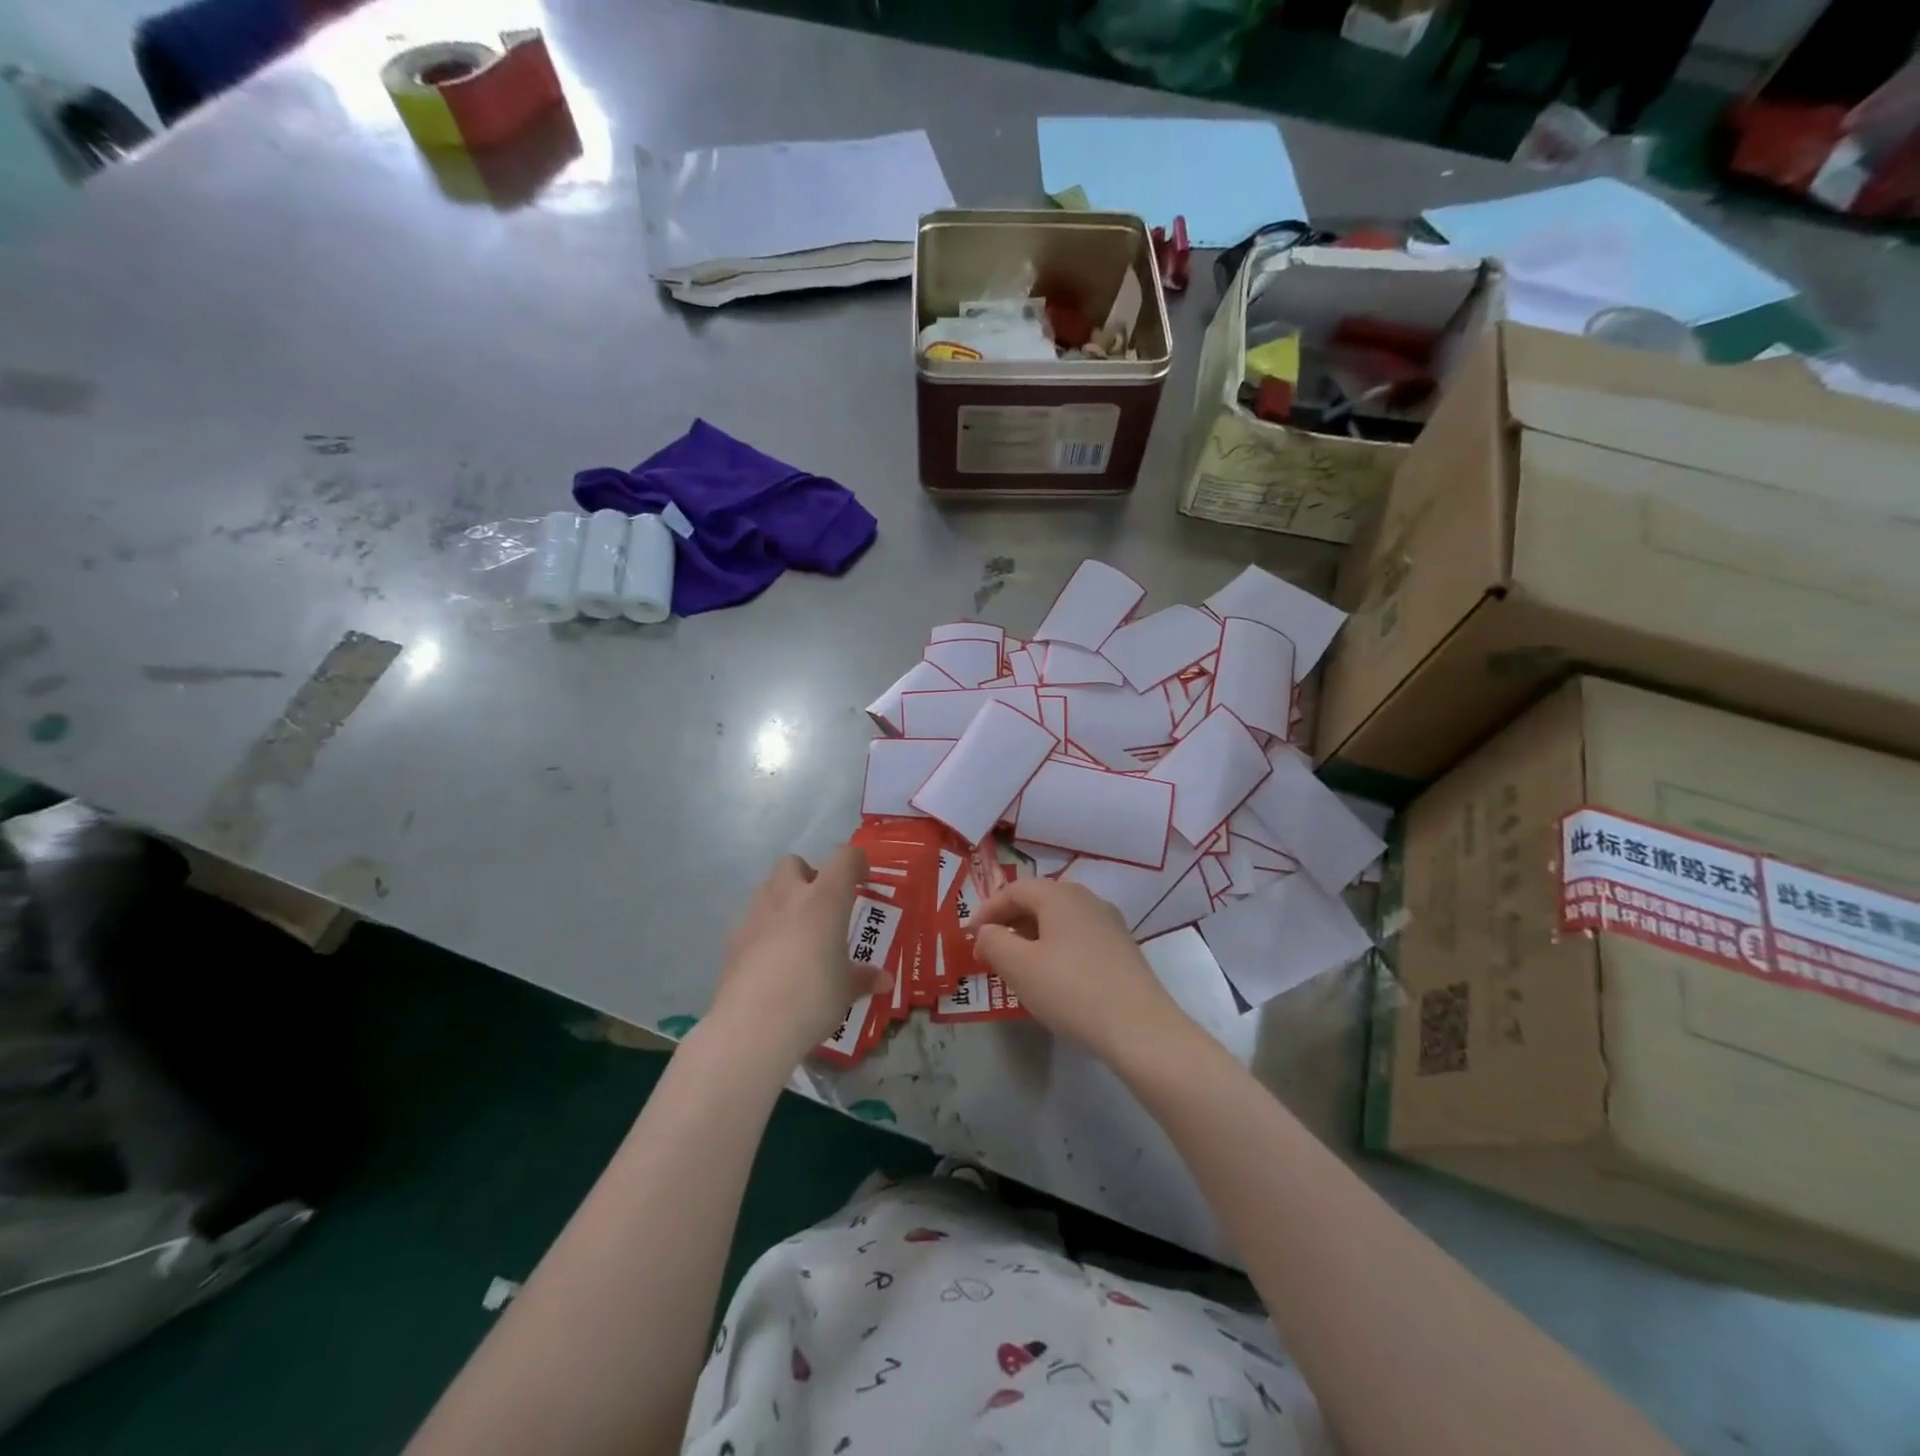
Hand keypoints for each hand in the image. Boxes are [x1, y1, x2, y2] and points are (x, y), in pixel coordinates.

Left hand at [711, 846, 890, 1061]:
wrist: (752, 1026)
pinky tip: (770, 960)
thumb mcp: (846, 990)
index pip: (843, 858)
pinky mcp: (732, 939)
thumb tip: (884, 981)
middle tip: (822, 906)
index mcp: (825, 899)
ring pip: (767, 887)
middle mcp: (789, 897)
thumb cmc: (813, 998)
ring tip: (795, 933)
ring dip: (782, 899)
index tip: (862, 881)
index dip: (855, 862)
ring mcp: (756, 915)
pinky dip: (762, 930)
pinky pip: (750, 921)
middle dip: (807, 875)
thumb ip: (863, 978)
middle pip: (793, 863)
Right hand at [973, 878, 1182, 1059]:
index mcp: (1060, 895)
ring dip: (1032, 937)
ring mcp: (1109, 923)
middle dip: (1010, 923)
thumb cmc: (1071, 990)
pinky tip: (1052, 978)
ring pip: (1059, 920)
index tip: (970, 937)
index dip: (987, 910)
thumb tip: (986, 931)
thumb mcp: (1019, 967)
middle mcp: (1087, 899)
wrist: (1140, 1028)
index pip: (1014, 889)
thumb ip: (993, 942)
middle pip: (1038, 901)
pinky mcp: (1122, 948)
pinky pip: (1078, 937)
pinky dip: (1056, 949)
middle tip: (990, 952)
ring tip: (1017, 967)